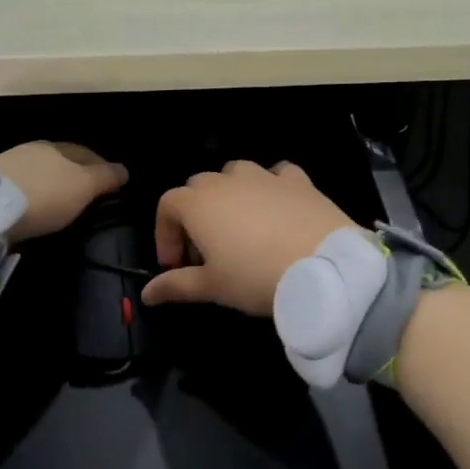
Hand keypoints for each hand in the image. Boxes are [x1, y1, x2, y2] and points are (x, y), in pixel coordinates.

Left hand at [0, 142, 128, 241]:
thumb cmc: (45, 194)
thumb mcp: (84, 187)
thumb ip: (105, 178)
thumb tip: (125, 170)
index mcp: (58, 147)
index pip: (86, 153)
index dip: (101, 166)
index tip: (110, 183)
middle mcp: (33, 150)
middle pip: (60, 161)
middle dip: (74, 174)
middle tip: (86, 194)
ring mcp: (10, 166)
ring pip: (39, 173)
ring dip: (51, 185)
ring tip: (60, 203)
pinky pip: (21, 188)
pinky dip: (32, 196)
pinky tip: (34, 208)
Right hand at [144, 161, 356, 315]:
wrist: (322, 266)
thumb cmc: (254, 276)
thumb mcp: (211, 287)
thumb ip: (175, 286)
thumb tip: (146, 294)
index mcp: (198, 203)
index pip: (167, 206)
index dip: (165, 234)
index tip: (176, 265)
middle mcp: (227, 180)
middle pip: (198, 187)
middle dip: (195, 216)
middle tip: (206, 253)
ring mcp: (264, 176)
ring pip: (235, 174)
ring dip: (230, 196)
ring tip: (240, 229)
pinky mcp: (298, 180)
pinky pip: (277, 175)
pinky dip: (270, 188)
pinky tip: (277, 210)